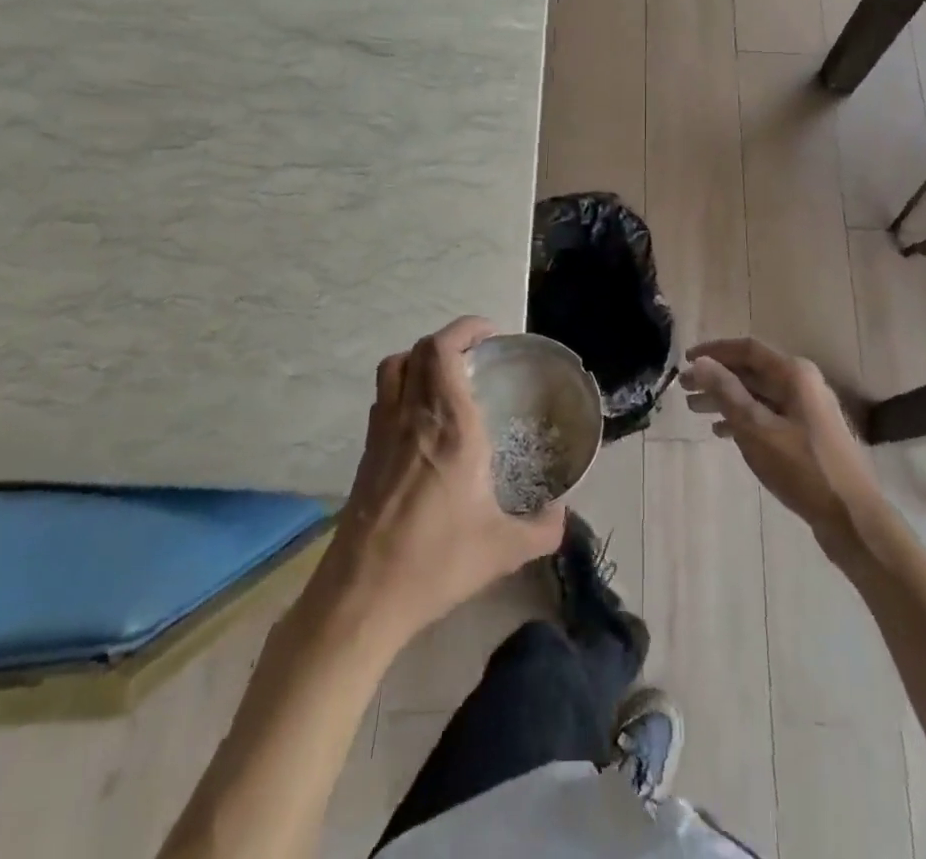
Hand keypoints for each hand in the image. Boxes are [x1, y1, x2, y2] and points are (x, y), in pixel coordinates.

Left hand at [321, 317, 566, 650]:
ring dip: (420, 358)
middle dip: (449, 340)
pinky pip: (383, 397)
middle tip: (477, 355)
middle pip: (419, 350)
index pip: (444, 350)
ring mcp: (383, 431)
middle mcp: (413, 415)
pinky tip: (422, 419)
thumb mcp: (503, 549)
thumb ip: (542, 528)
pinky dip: (403, 386)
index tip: (490, 335)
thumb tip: (562, 515)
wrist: (362, 596)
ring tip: (447, 376)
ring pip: (394, 368)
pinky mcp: (366, 453)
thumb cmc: (436, 561)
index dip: (465, 329)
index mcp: (450, 425)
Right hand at [681, 338, 886, 558]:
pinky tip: (722, 433)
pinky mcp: (807, 434)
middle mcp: (803, 383)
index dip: (714, 351)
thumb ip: (727, 392)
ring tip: (695, 410)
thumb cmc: (802, 468)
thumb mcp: (757, 429)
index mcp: (794, 373)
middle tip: (684, 389)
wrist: (852, 517)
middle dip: (717, 377)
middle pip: (752, 371)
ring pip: (758, 394)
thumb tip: (701, 363)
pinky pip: (768, 415)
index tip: (685, 361)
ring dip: (726, 399)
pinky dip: (744, 419)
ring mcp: (807, 409)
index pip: (747, 349)